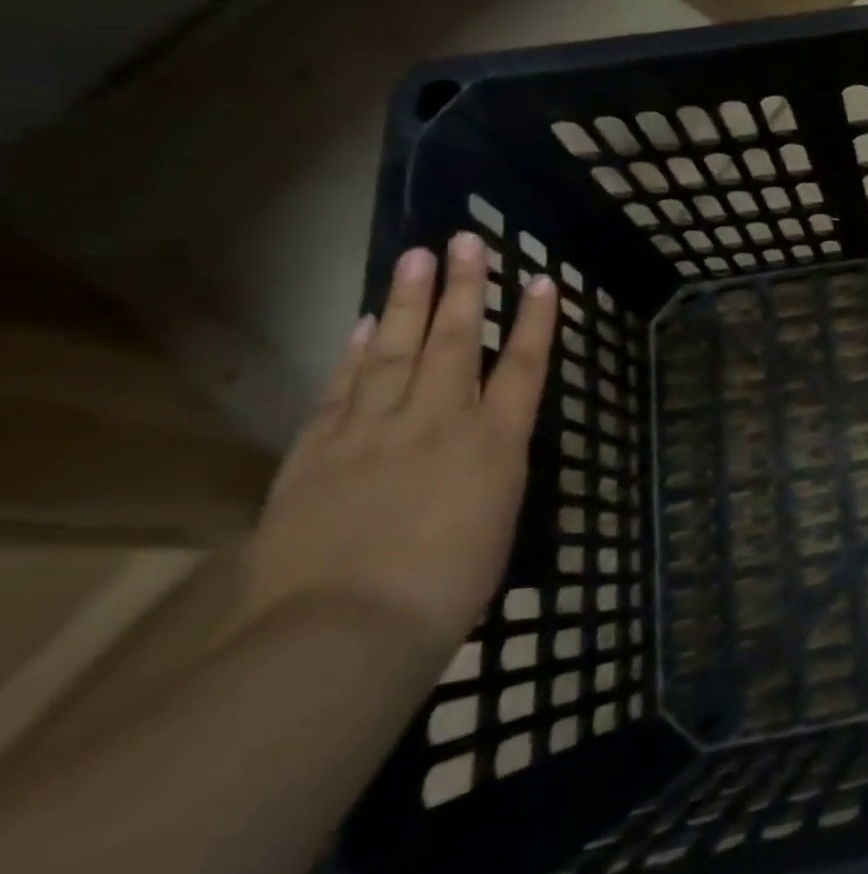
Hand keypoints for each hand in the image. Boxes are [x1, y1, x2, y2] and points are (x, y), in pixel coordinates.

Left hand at [241, 233, 557, 657]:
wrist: (344, 632)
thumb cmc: (447, 590)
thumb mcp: (496, 524)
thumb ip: (491, 472)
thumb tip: (482, 445)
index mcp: (496, 444)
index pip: (526, 367)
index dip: (537, 322)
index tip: (542, 281)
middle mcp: (440, 421)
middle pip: (458, 341)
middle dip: (466, 288)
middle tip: (466, 241)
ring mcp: (375, 430)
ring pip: (398, 351)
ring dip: (411, 302)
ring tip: (418, 258)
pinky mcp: (319, 450)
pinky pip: (344, 387)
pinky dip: (357, 351)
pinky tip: (368, 324)